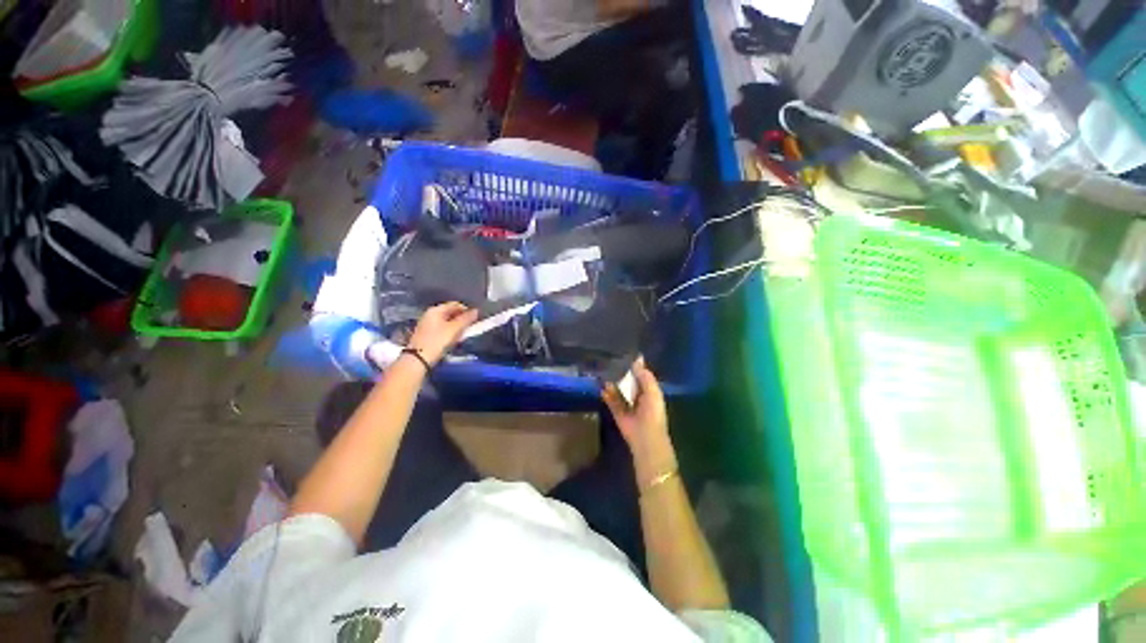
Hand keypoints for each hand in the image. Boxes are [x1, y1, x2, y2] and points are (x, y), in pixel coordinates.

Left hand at [407, 302, 478, 365]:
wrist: (419, 360)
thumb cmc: (438, 341)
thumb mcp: (455, 329)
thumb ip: (466, 319)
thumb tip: (476, 310)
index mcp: (436, 310)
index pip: (455, 304)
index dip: (467, 310)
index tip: (476, 318)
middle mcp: (430, 314)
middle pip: (451, 312)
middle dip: (462, 318)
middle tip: (471, 327)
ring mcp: (427, 324)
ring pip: (447, 321)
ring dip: (457, 326)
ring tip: (464, 334)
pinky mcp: (426, 334)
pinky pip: (442, 328)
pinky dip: (450, 332)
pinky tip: (454, 339)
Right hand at [603, 358, 677, 483]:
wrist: (645, 437)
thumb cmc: (652, 413)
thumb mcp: (652, 392)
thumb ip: (645, 377)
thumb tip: (638, 360)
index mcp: (649, 391)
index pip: (641, 376)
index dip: (635, 366)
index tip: (625, 354)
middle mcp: (638, 397)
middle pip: (629, 382)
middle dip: (621, 373)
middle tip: (611, 361)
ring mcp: (627, 405)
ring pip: (619, 391)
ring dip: (613, 383)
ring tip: (605, 372)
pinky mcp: (618, 413)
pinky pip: (611, 401)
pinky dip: (607, 395)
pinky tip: (602, 387)